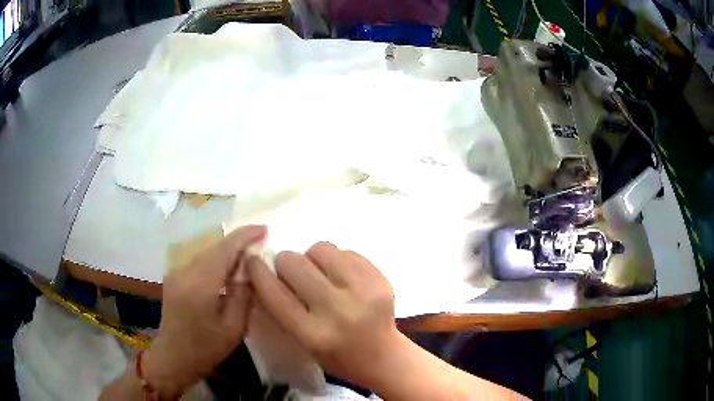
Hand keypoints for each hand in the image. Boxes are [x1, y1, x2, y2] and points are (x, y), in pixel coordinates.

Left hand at [143, 225, 265, 397]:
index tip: (263, 229)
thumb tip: (250, 269)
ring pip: (206, 253)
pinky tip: (226, 272)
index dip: (244, 236)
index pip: (224, 249)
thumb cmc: (206, 348)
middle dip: (237, 242)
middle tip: (259, 243)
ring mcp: (176, 273)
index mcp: (200, 285)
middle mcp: (185, 272)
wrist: (173, 356)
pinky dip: (215, 262)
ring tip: (246, 258)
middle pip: (214, 248)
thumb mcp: (233, 328)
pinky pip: (199, 262)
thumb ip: (243, 295)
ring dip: (226, 252)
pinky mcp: (174, 277)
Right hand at [247, 242, 401, 387]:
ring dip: (313, 258)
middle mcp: (338, 311)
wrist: (384, 357)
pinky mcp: (381, 279)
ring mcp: (364, 292)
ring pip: (321, 249)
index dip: (258, 272)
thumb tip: (264, 272)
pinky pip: (346, 251)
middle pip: (295, 264)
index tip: (252, 261)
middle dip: (286, 263)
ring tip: (321, 273)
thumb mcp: (303, 343)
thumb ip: (283, 310)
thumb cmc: (338, 356)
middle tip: (292, 272)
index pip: (275, 294)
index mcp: (314, 334)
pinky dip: (338, 260)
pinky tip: (342, 277)